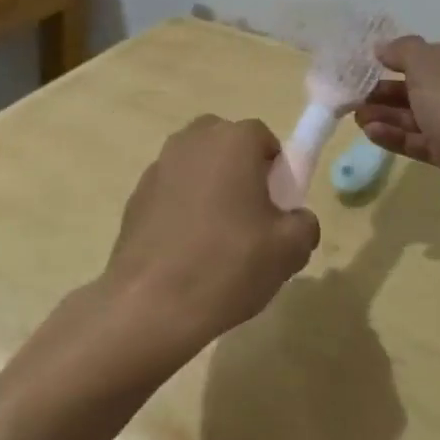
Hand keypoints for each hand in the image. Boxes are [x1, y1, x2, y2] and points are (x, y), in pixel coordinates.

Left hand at [100, 117, 320, 361]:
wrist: (152, 302)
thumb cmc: (229, 265)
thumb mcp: (289, 250)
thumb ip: (304, 224)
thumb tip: (296, 220)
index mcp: (232, 142)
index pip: (263, 138)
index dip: (275, 170)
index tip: (277, 206)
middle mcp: (192, 142)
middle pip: (224, 143)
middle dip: (239, 169)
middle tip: (249, 216)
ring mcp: (158, 166)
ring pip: (195, 166)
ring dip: (208, 187)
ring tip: (215, 237)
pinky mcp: (135, 195)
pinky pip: (170, 190)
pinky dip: (181, 207)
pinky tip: (185, 249)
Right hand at [357, 36, 439, 234]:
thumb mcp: (430, 67)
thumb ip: (405, 51)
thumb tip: (385, 47)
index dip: (406, 57)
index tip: (374, 64)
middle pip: (433, 87)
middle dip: (392, 90)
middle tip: (359, 95)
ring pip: (428, 117)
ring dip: (391, 115)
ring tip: (357, 117)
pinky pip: (430, 143)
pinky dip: (402, 137)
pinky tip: (372, 134)